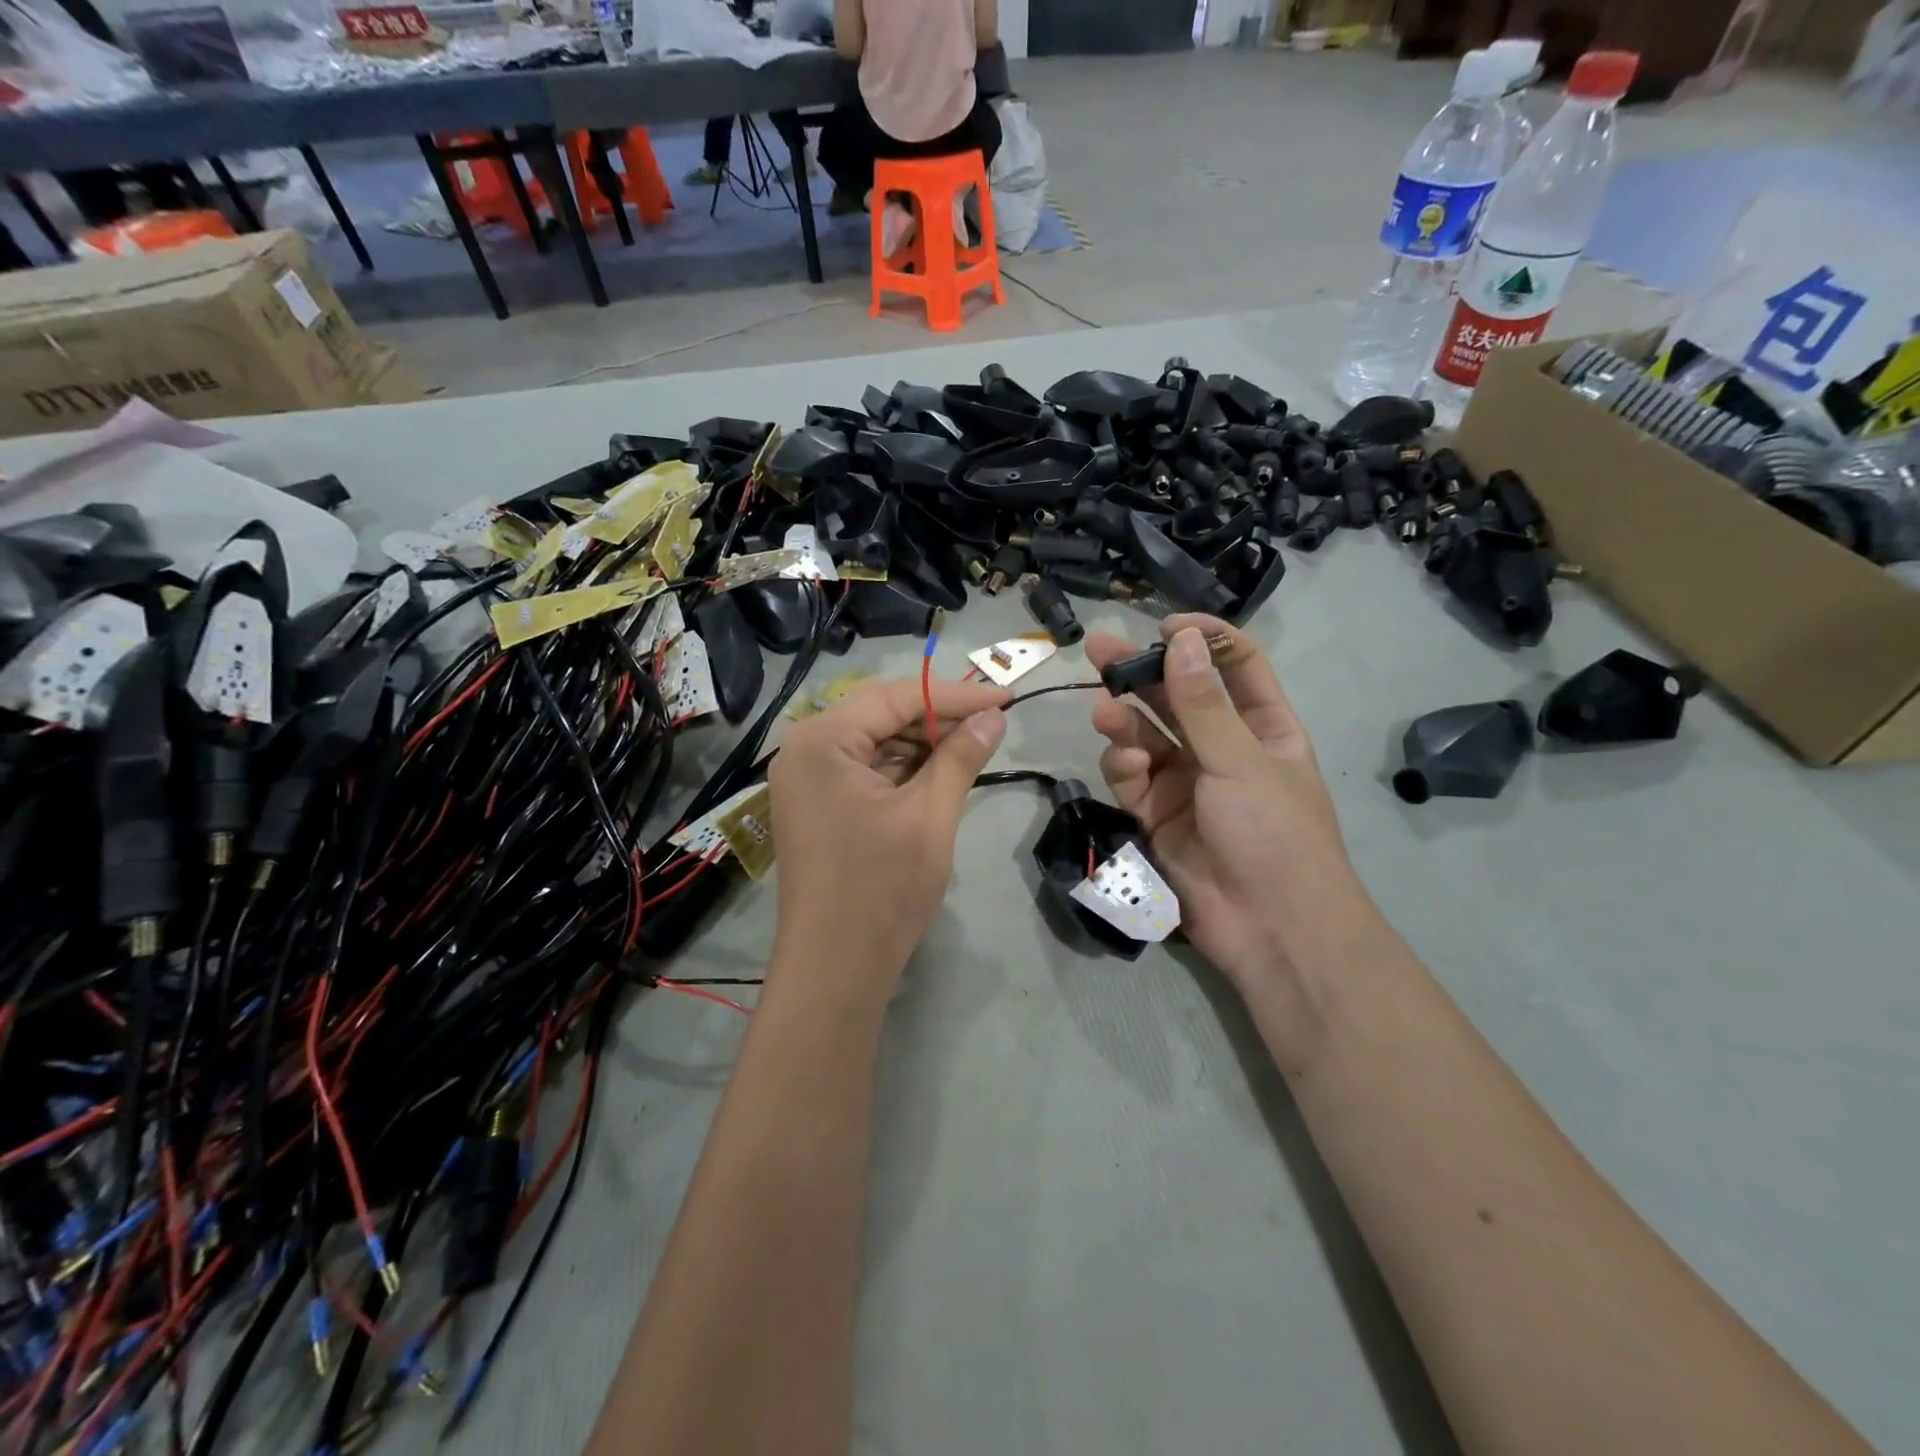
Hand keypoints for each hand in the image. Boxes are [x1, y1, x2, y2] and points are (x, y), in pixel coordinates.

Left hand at [768, 676, 1009, 989]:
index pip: (896, 696)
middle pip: (880, 714)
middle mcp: (803, 748)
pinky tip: (938, 774)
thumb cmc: (882, 889)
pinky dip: (901, 770)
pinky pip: (862, 770)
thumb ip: (961, 757)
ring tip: (973, 749)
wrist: (834, 970)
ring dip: (921, 744)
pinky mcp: (814, 804)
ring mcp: (804, 778)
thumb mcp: (930, 815)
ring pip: (873, 742)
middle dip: (938, 719)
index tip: (1007, 697)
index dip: (956, 695)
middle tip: (993, 725)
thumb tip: (995, 717)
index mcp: (821, 740)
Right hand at [1084, 616, 1367, 992]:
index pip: (1234, 666)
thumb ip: (1203, 703)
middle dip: (1141, 674)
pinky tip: (1126, 767)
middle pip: (1176, 698)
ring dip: (1125, 722)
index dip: (1203, 640)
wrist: (1270, 929)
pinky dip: (1124, 768)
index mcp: (1262, 728)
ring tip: (1104, 713)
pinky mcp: (1157, 816)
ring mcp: (1187, 783)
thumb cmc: (1274, 834)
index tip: (1164, 626)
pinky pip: (1133, 779)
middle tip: (1097, 650)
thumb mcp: (1241, 761)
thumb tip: (1183, 638)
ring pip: (1146, 737)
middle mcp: (1222, 749)